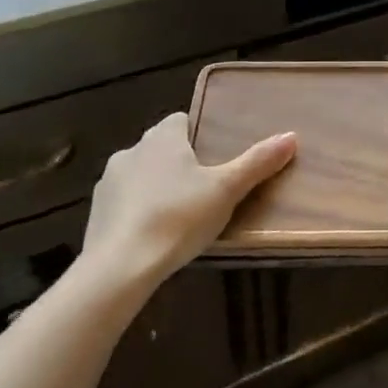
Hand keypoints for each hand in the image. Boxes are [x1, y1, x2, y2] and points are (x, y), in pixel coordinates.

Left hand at [83, 113, 294, 290]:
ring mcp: (109, 182)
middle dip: (180, 163)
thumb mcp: (226, 190)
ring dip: (157, 187)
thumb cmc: (178, 217)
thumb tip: (291, 136)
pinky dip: (138, 212)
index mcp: (162, 137)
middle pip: (161, 147)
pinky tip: (154, 235)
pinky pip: (124, 203)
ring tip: (181, 215)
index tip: (216, 155)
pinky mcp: (96, 213)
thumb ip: (257, 162)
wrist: (119, 267)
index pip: (182, 120)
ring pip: (141, 175)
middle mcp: (132, 150)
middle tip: (206, 188)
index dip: (199, 134)